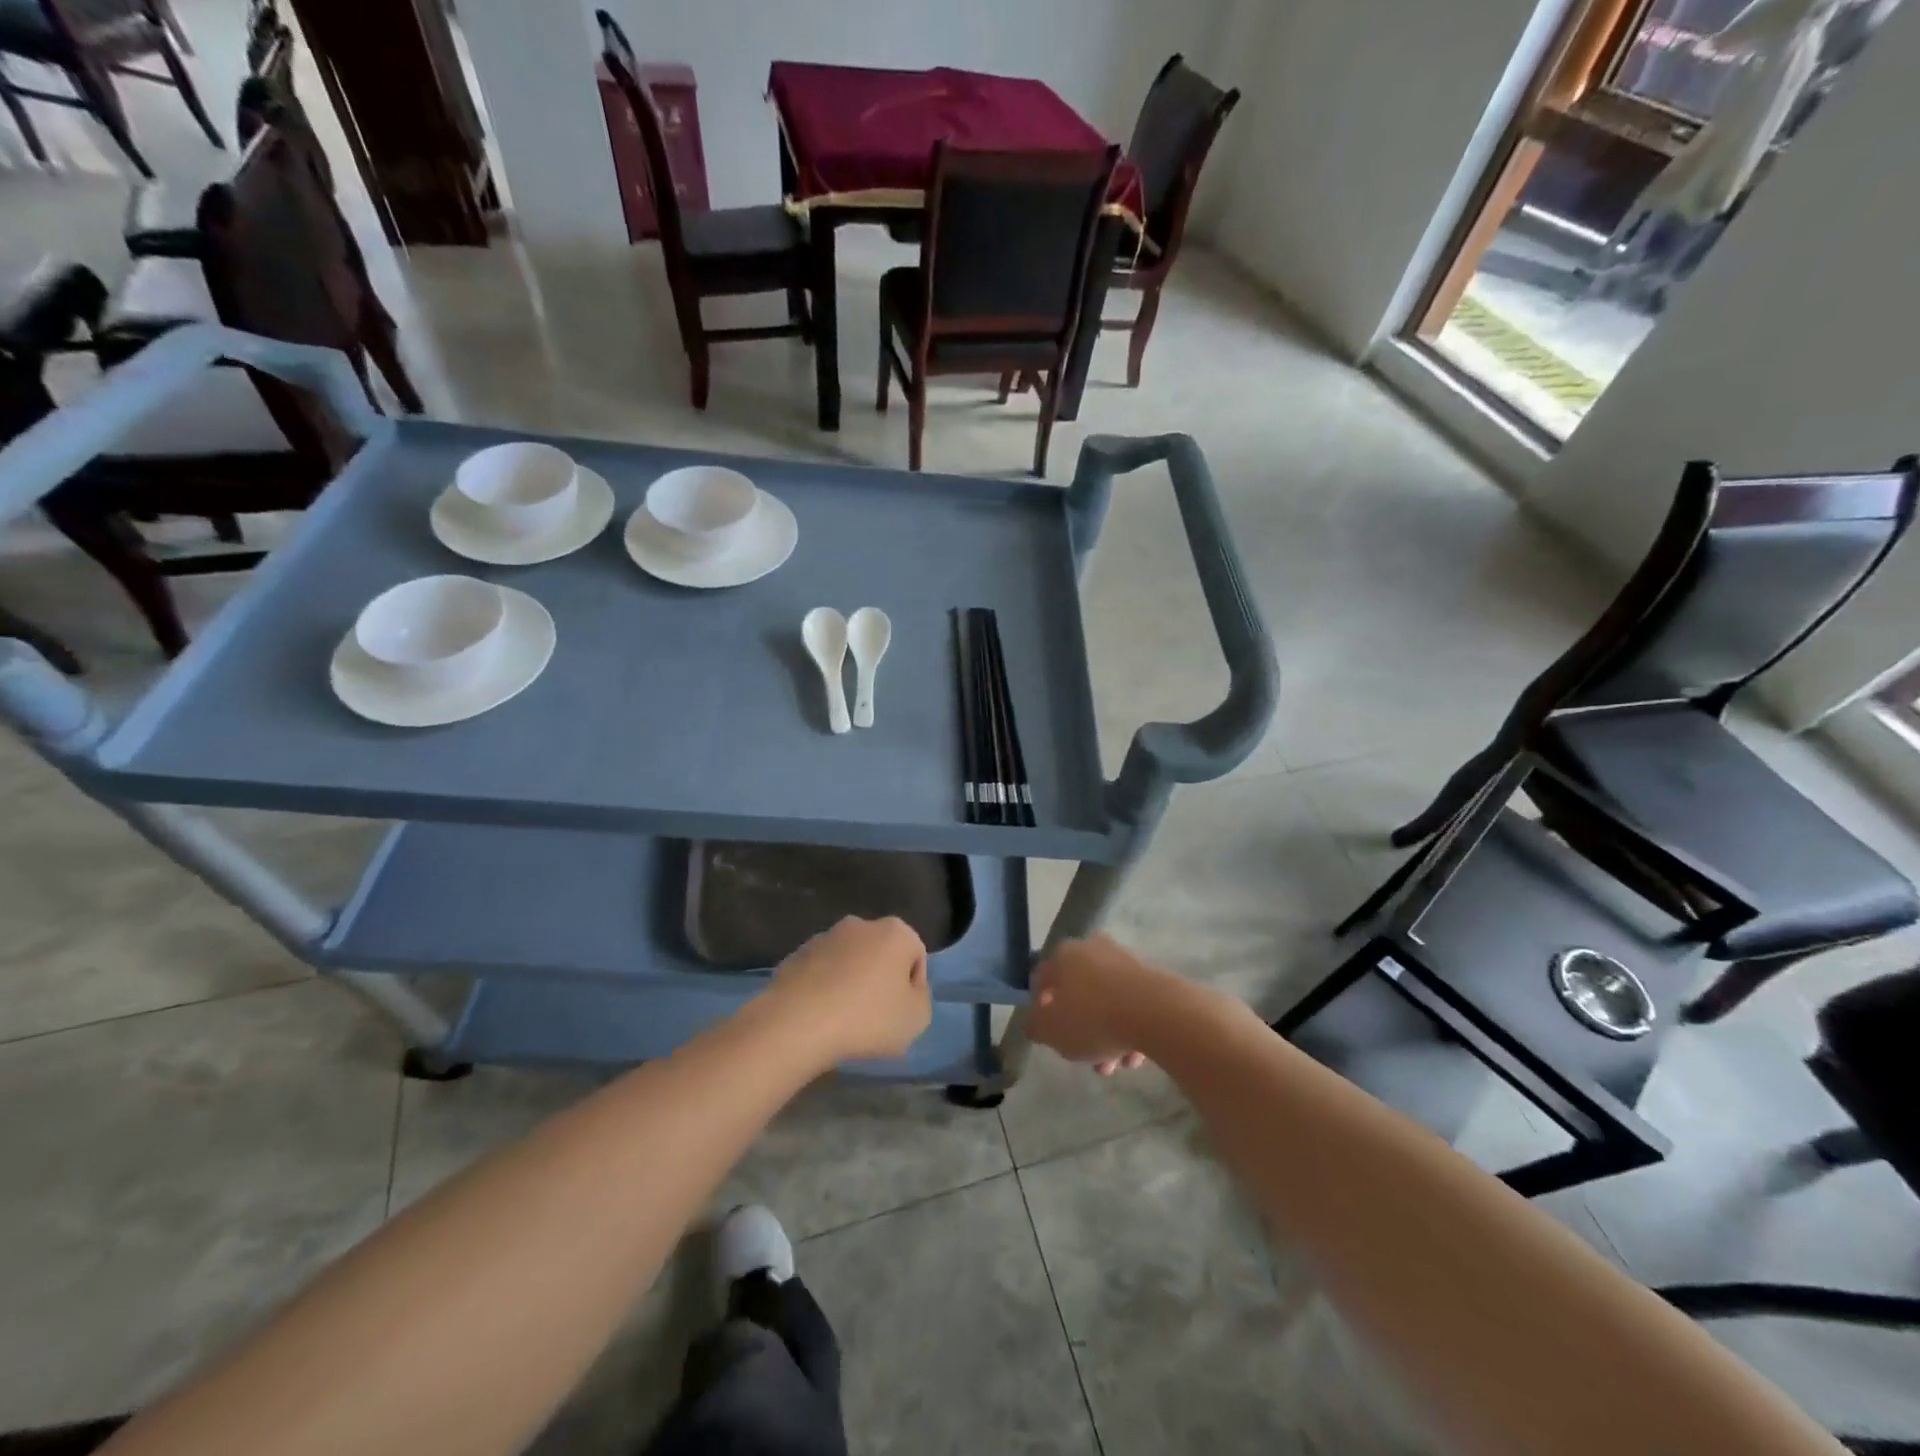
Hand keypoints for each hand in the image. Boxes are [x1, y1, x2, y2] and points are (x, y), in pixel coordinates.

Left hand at [766, 916, 930, 1062]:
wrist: (797, 1023)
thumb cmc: (867, 1018)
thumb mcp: (916, 1018)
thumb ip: (921, 998)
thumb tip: (907, 989)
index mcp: (895, 932)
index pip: (916, 956)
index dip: (913, 987)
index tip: (901, 1013)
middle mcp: (861, 925)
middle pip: (881, 953)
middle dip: (881, 979)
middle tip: (875, 1016)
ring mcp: (825, 937)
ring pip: (849, 961)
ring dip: (851, 982)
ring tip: (844, 1019)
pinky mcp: (796, 954)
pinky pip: (821, 972)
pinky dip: (824, 988)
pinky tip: (819, 1016)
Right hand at [1028, 935, 1159, 1075]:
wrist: (1156, 1013)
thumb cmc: (1092, 1019)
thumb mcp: (1050, 1030)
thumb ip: (1035, 1026)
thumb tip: (1036, 1021)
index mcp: (1063, 955)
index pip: (1042, 979)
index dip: (1040, 1008)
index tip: (1048, 1034)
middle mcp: (1092, 949)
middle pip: (1077, 993)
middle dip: (1079, 1029)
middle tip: (1083, 1056)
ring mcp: (1124, 962)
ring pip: (1106, 1002)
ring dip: (1105, 1034)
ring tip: (1114, 1067)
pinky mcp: (1151, 977)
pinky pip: (1130, 1006)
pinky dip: (1128, 1028)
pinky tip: (1133, 1057)